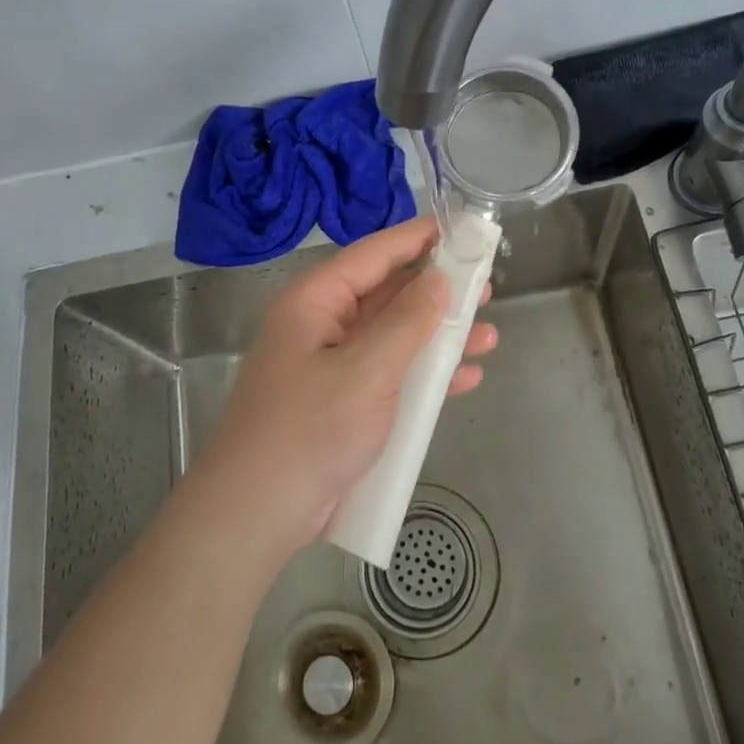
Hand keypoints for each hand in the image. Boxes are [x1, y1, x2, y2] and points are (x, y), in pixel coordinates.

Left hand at [195, 217, 496, 557]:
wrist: (256, 515)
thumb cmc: (308, 431)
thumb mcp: (365, 371)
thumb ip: (407, 322)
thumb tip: (440, 279)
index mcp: (315, 303)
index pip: (373, 254)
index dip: (418, 238)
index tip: (461, 228)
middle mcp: (323, 326)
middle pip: (387, 294)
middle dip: (438, 293)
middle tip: (485, 288)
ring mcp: (333, 366)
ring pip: (395, 337)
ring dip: (440, 337)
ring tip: (487, 335)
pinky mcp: (344, 403)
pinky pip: (392, 375)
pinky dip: (426, 376)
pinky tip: (465, 378)